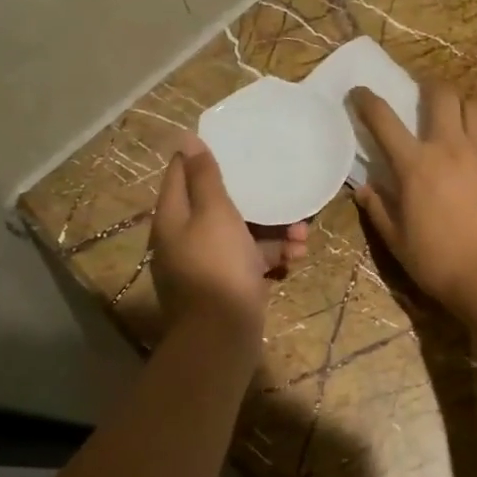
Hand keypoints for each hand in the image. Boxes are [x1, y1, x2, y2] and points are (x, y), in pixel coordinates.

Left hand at [151, 135, 307, 345]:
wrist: (221, 336)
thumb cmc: (217, 267)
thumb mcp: (213, 213)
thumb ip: (204, 177)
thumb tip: (185, 140)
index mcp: (173, 218)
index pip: (180, 174)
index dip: (201, 157)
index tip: (232, 144)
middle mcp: (185, 239)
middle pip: (217, 206)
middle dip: (254, 198)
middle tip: (281, 190)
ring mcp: (207, 265)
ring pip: (240, 235)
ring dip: (273, 231)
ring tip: (303, 234)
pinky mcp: (227, 286)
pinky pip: (250, 261)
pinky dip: (272, 257)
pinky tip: (297, 257)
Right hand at [349, 83, 476, 314]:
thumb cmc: (439, 261)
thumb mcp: (398, 241)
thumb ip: (379, 211)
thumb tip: (365, 190)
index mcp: (415, 165)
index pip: (384, 120)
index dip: (367, 101)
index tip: (359, 92)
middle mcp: (450, 147)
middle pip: (441, 95)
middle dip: (427, 87)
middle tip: (421, 94)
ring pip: (472, 107)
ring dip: (458, 105)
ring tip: (452, 116)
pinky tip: (475, 149)